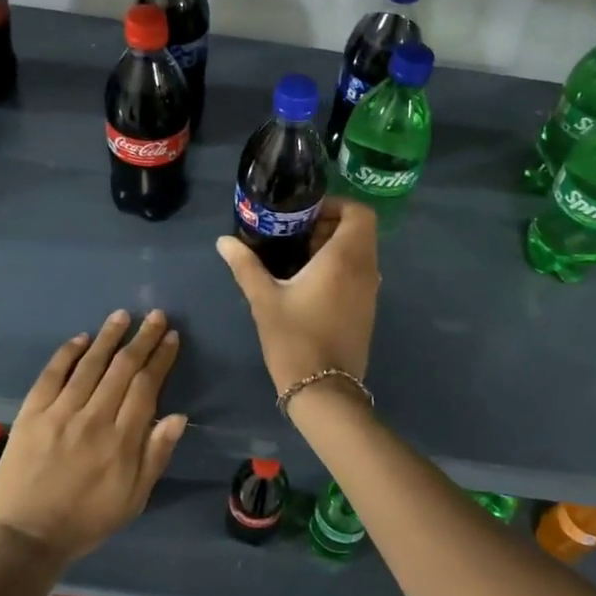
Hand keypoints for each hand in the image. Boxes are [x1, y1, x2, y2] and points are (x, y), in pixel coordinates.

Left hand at [0, 310, 186, 567]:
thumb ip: (156, 455)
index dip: (160, 359)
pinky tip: (81, 338)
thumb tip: (178, 417)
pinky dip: (67, 354)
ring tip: (122, 316)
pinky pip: (51, 375)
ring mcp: (59, 414)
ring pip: (89, 365)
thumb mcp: (134, 498)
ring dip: (108, 337)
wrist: (27, 537)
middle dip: (141, 339)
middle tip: (155, 316)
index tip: (170, 337)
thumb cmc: (88, 519)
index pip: (146, 387)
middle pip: (122, 368)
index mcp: (121, 441)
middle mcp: (93, 419)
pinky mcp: (31, 414)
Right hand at [216, 198, 378, 395]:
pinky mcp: (367, 310)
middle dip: (330, 225)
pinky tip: (309, 283)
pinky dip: (341, 267)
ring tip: (298, 257)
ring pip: (361, 253)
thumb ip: (245, 265)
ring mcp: (370, 291)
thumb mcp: (264, 299)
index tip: (306, 214)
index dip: (336, 205)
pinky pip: (360, 273)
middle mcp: (365, 269)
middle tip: (296, 233)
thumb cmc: (295, 339)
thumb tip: (224, 241)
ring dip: (335, 247)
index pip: (359, 213)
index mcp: (345, 259)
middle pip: (360, 230)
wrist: (323, 390)